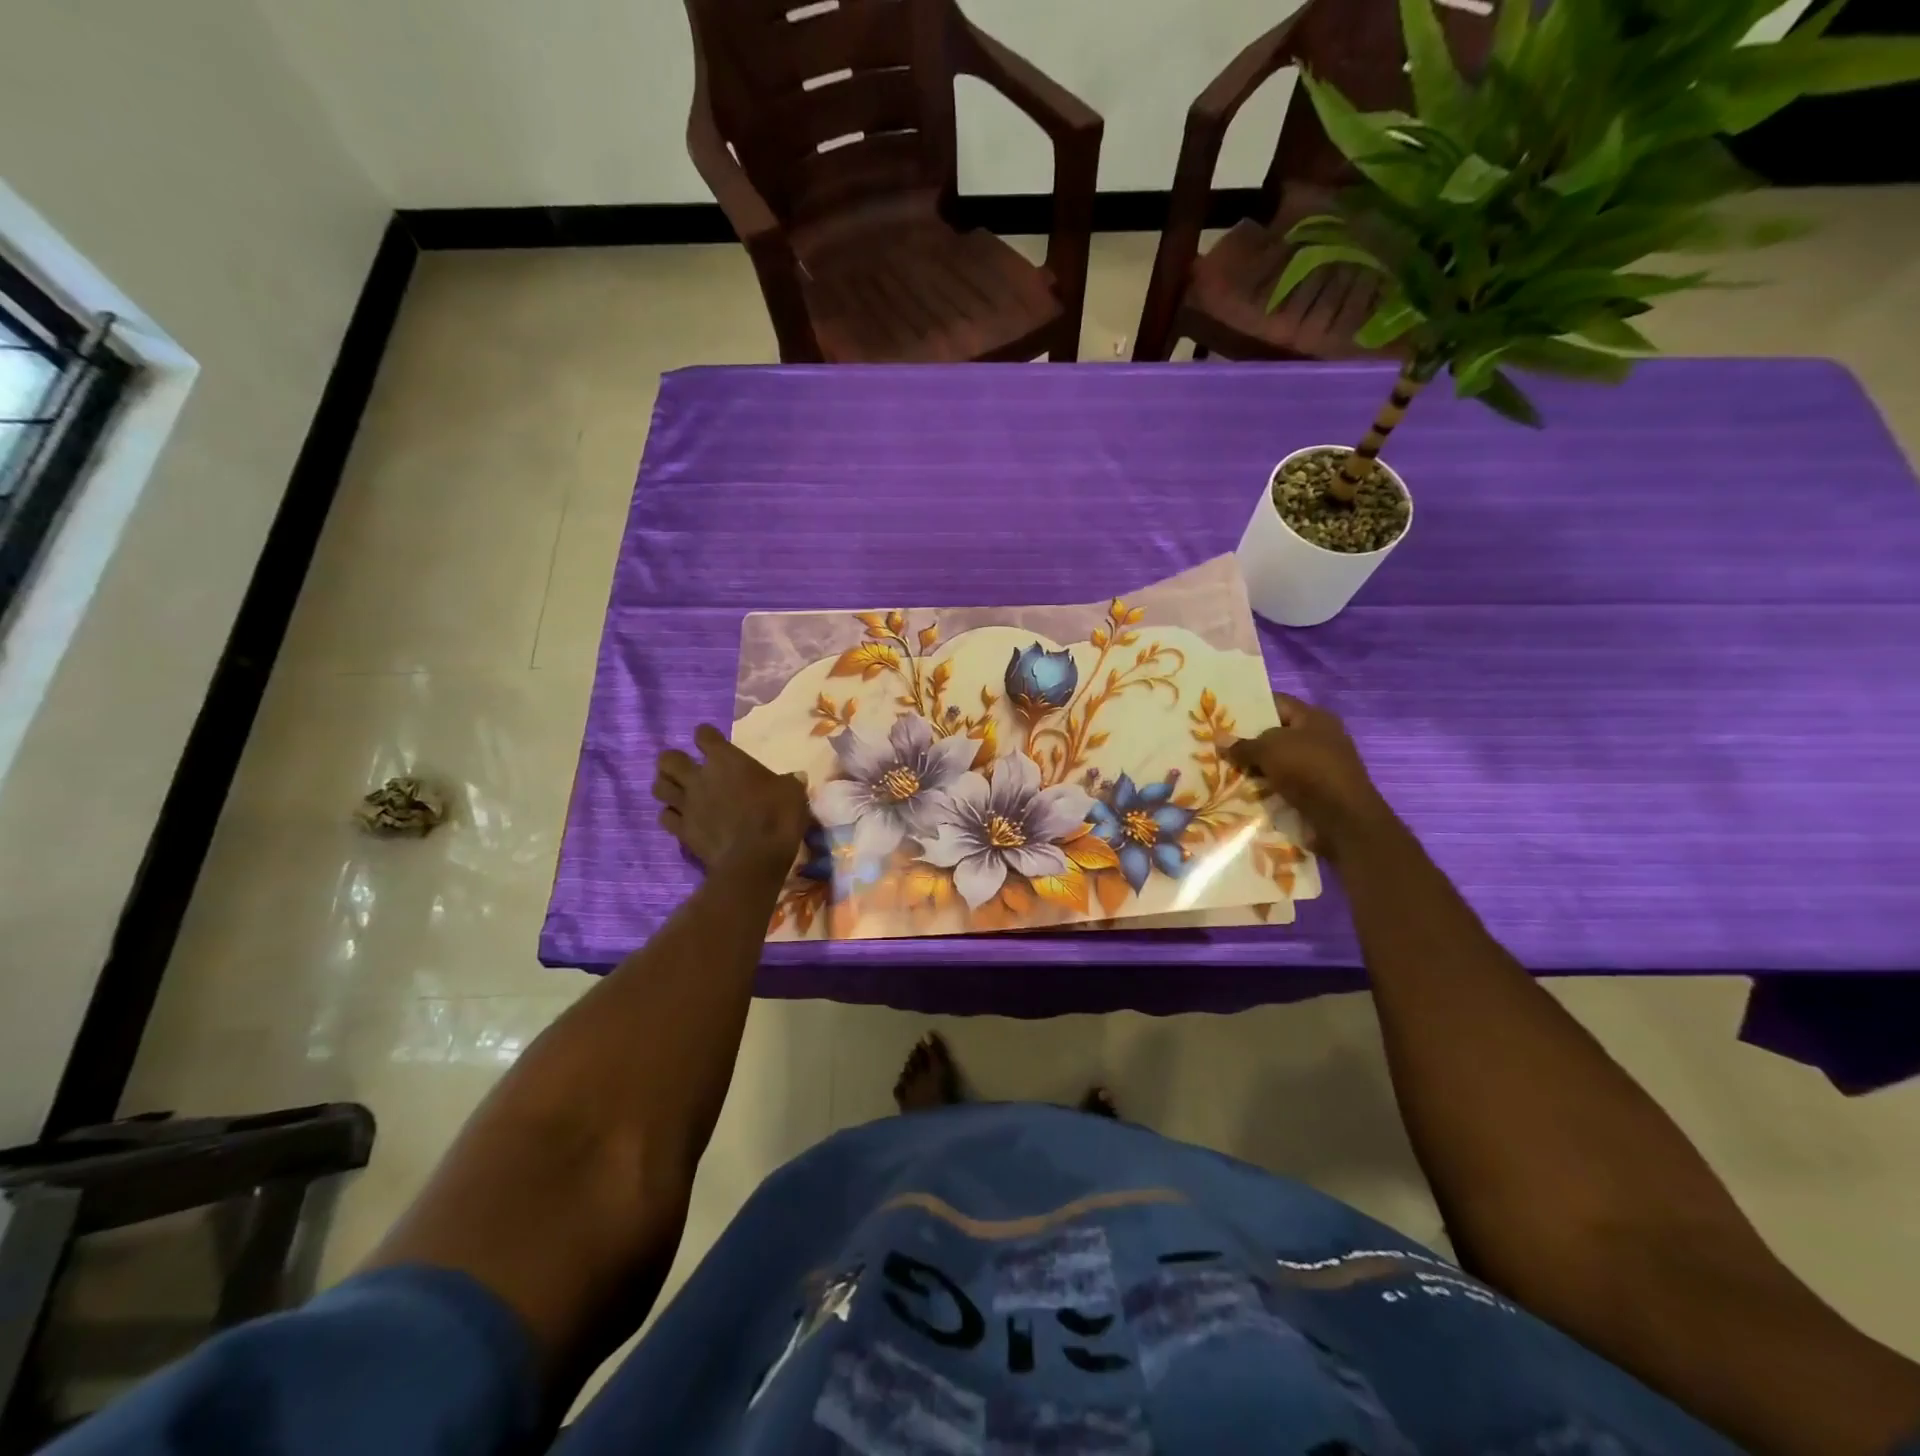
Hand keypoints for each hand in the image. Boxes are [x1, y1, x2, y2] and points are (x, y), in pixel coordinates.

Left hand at [652, 726, 809, 876]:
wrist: (754, 860)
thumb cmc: (777, 818)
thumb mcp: (793, 793)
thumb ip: (788, 781)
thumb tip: (794, 778)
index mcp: (726, 760)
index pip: (704, 735)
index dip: (707, 736)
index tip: (713, 742)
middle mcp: (699, 777)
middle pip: (668, 759)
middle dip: (674, 761)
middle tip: (687, 768)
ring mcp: (687, 804)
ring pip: (659, 786)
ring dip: (666, 785)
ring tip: (678, 791)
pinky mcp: (681, 830)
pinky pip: (665, 816)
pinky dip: (671, 814)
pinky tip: (682, 817)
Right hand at [1224, 694, 1393, 856]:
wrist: (1342, 818)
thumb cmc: (1308, 769)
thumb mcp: (1269, 750)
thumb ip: (1243, 745)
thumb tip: (1219, 740)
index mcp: (1314, 717)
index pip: (1277, 702)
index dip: (1250, 706)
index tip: (1222, 715)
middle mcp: (1320, 737)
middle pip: (1276, 733)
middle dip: (1249, 740)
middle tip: (1217, 745)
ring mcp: (1320, 765)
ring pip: (1278, 761)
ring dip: (1256, 767)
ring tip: (1224, 769)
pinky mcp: (1317, 791)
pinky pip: (1285, 783)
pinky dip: (1267, 786)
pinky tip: (1244, 791)